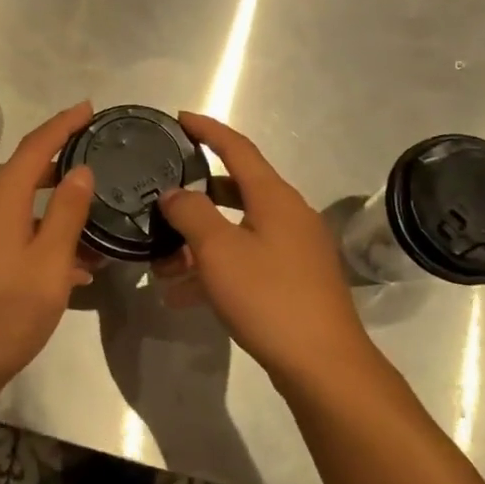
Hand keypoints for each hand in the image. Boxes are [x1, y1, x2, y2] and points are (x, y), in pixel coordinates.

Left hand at [0, 102, 96, 388]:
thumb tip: (79, 170)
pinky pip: (8, 231)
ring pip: (18, 206)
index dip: (63, 124)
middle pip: (24, 172)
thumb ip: (68, 211)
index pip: (35, 146)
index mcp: (0, 198)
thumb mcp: (51, 259)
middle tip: (96, 159)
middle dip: (60, 164)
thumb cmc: (10, 308)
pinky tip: (69, 263)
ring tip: (92, 221)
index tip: (88, 108)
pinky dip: (38, 234)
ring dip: (53, 209)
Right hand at [154, 112, 374, 386]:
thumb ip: (191, 213)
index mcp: (275, 197)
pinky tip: (183, 294)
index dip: (207, 130)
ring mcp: (294, 249)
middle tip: (162, 196)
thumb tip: (174, 193)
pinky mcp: (293, 281)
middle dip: (196, 194)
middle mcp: (288, 215)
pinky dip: (216, 268)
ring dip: (199, 240)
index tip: (179, 119)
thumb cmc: (269, 297)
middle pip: (236, 189)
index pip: (237, 148)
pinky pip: (246, 261)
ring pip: (237, 230)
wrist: (323, 364)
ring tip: (161, 261)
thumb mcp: (219, 251)